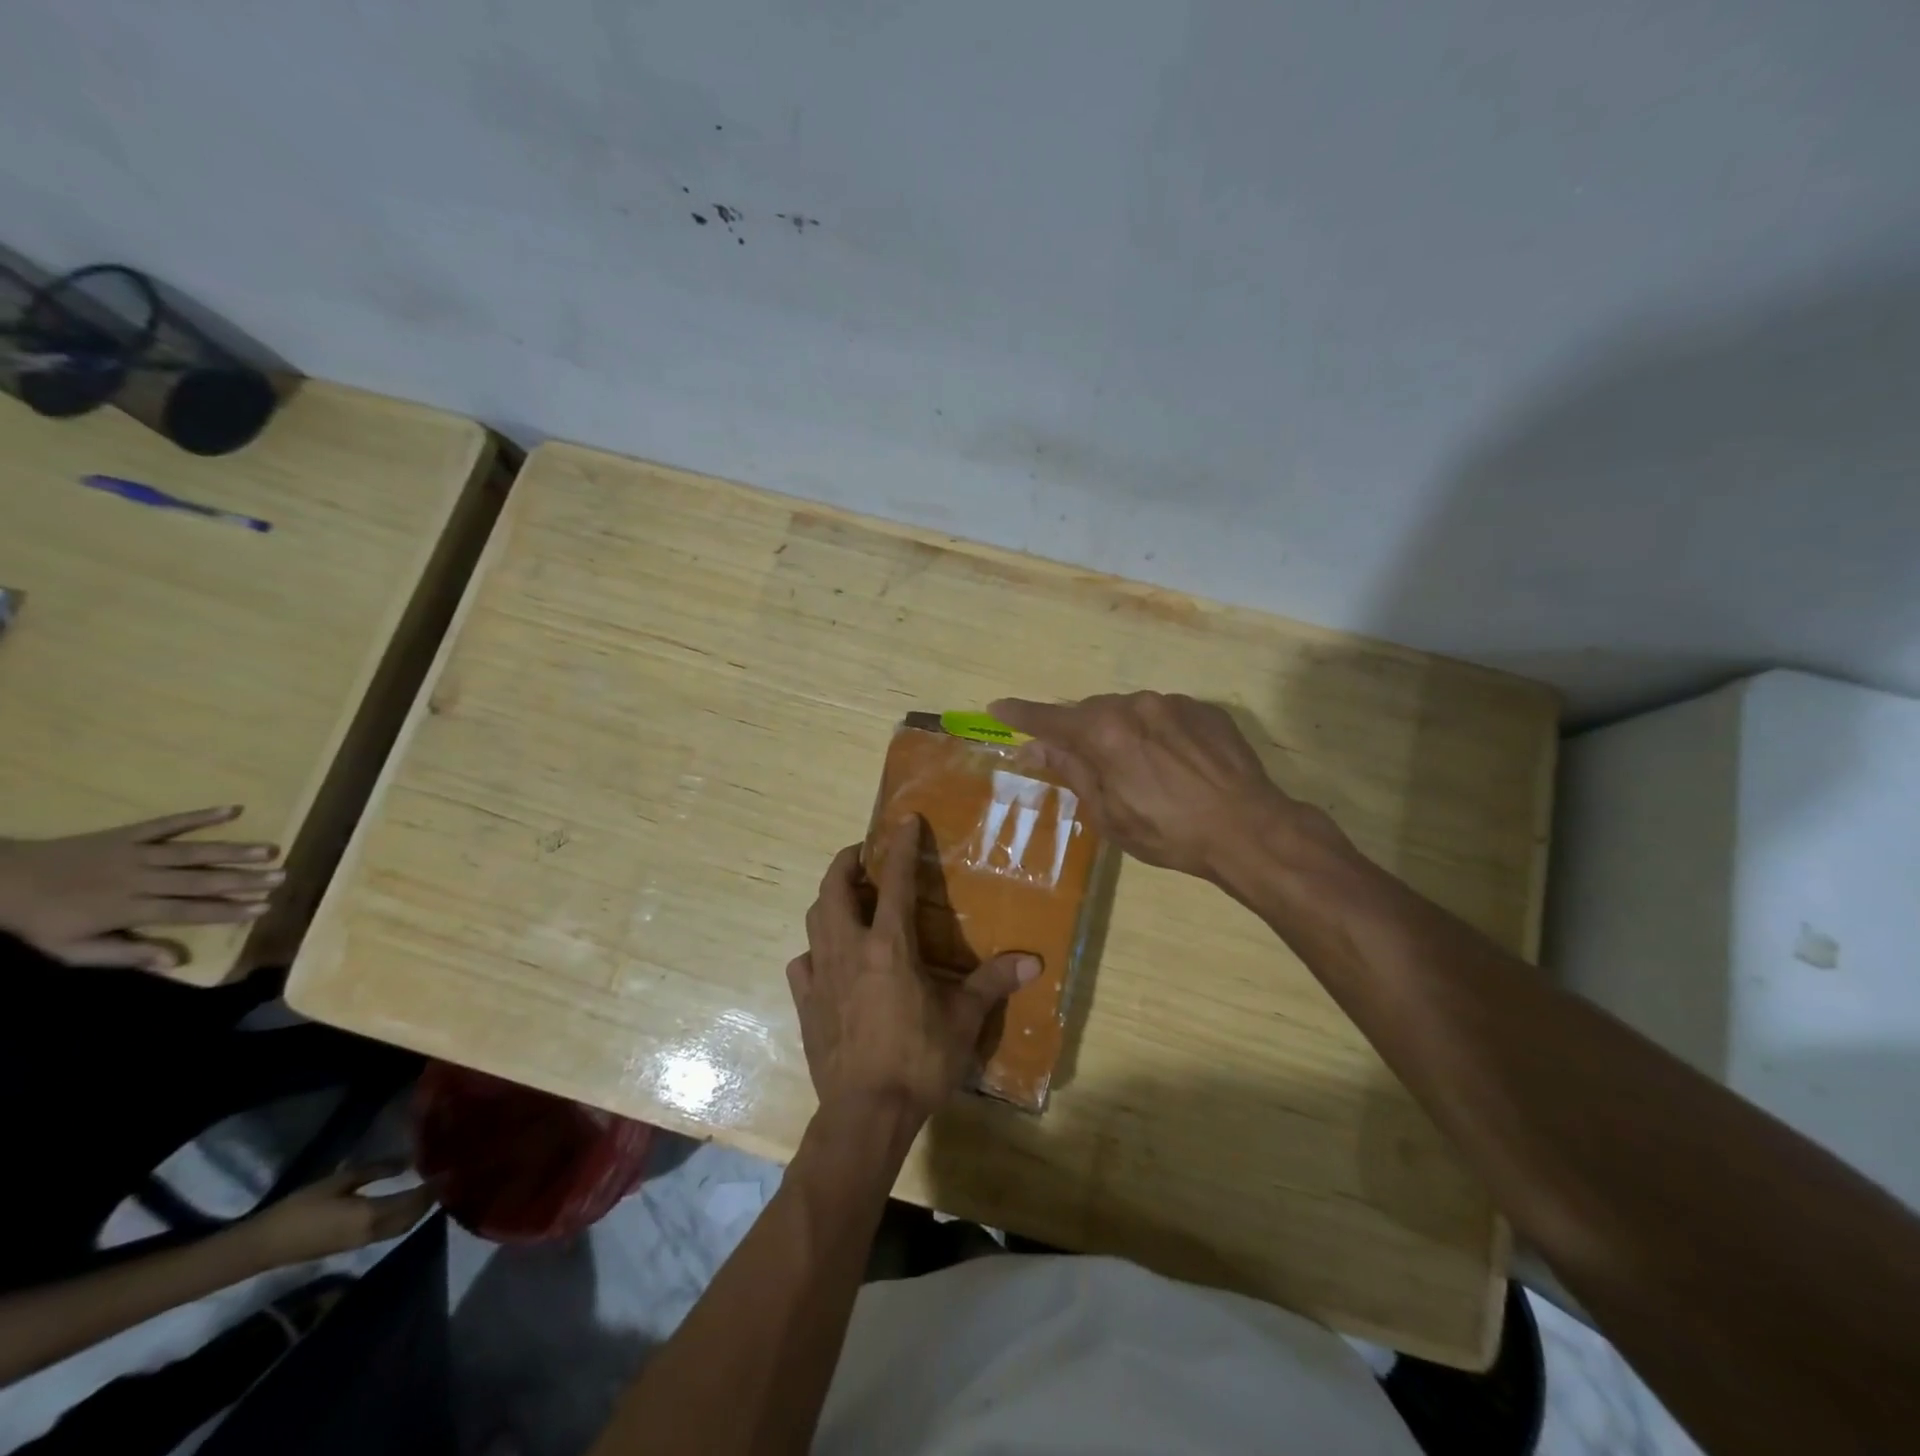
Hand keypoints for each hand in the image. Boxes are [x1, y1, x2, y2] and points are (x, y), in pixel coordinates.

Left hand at [0, 806, 281, 970]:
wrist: (0, 880)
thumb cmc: (42, 921)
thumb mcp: (72, 950)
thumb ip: (126, 953)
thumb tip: (176, 960)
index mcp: (128, 908)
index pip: (188, 910)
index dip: (228, 909)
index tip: (263, 908)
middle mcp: (140, 879)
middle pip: (199, 880)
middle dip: (243, 879)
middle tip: (281, 876)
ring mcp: (136, 853)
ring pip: (193, 852)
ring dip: (233, 850)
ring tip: (270, 850)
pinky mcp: (130, 834)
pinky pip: (169, 823)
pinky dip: (201, 815)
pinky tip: (232, 809)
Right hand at [238, 1165, 435, 1266]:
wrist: (260, 1246)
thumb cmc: (299, 1209)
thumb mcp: (338, 1181)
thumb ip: (375, 1171)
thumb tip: (407, 1163)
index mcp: (371, 1216)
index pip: (414, 1202)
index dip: (433, 1188)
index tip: (450, 1171)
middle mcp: (371, 1233)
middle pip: (411, 1218)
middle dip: (430, 1200)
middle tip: (443, 1178)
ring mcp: (360, 1244)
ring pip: (400, 1228)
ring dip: (418, 1211)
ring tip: (429, 1187)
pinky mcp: (350, 1247)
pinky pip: (387, 1232)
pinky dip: (403, 1218)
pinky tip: (404, 1202)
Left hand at [786, 820, 1039, 1121]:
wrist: (865, 1113)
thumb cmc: (918, 1060)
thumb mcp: (963, 1020)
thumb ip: (993, 984)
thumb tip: (1034, 962)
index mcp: (889, 946)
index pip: (895, 882)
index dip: (900, 847)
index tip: (905, 822)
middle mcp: (849, 949)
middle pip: (834, 889)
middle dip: (846, 863)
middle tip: (863, 857)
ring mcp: (821, 975)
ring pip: (815, 920)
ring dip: (829, 901)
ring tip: (848, 902)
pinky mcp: (806, 1002)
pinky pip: (803, 963)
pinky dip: (815, 951)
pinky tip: (828, 961)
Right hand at [989, 692, 1309, 881]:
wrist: (1250, 829)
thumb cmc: (1169, 833)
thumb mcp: (1110, 814)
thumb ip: (1072, 771)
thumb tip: (1035, 747)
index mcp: (1105, 733)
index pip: (1050, 720)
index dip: (1021, 714)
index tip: (998, 707)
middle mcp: (1135, 705)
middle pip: (1091, 712)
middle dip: (1078, 731)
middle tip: (1076, 758)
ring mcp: (1174, 703)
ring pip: (1129, 710)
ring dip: (1120, 731)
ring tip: (1136, 768)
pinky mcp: (1205, 709)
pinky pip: (1165, 714)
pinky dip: (1155, 731)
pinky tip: (1171, 762)